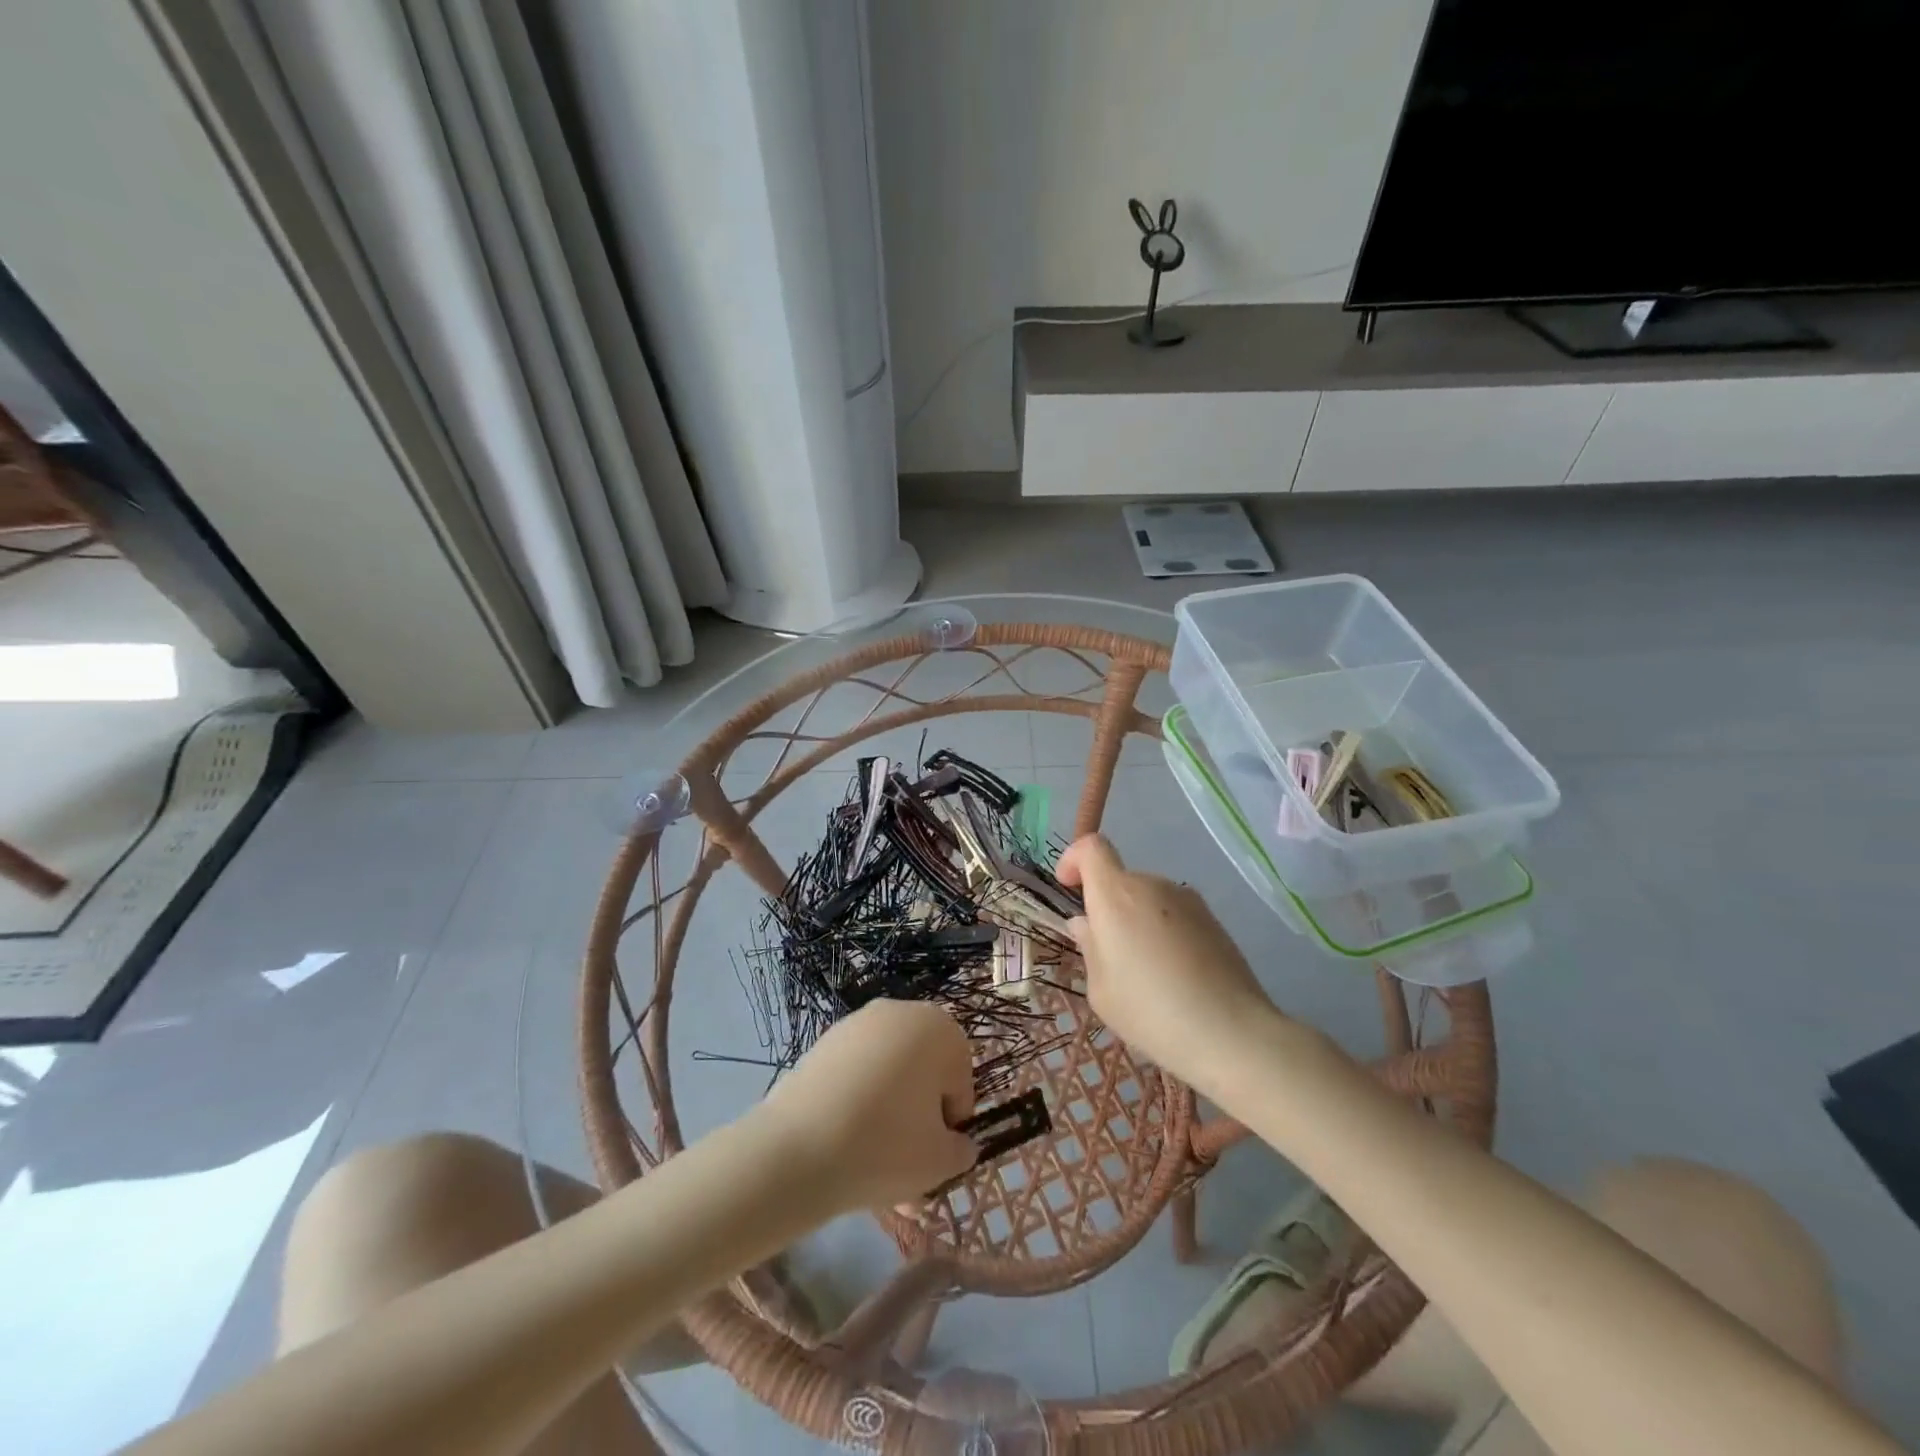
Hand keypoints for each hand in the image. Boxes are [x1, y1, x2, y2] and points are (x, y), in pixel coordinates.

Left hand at [758, 999, 976, 1211]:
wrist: (798, 1149)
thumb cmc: (886, 1146)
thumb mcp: (941, 1161)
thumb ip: (960, 1149)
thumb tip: (956, 1143)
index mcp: (939, 1028)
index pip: (959, 1078)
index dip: (951, 1121)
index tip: (934, 1152)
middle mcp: (900, 1013)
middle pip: (922, 1073)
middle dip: (919, 1119)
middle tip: (907, 1167)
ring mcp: (857, 1024)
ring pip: (888, 1077)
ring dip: (889, 1117)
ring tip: (874, 1169)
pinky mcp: (823, 1043)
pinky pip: (856, 1076)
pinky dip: (857, 1104)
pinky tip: (846, 1145)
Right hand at [1057, 834, 1279, 1084]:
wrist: (1231, 1033)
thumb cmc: (1151, 1012)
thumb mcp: (1101, 990)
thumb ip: (1090, 948)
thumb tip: (1087, 924)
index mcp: (1116, 895)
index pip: (1092, 847)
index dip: (1074, 859)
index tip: (1069, 888)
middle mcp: (1152, 885)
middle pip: (1120, 881)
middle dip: (1108, 908)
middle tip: (1110, 956)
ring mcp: (1187, 899)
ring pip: (1148, 900)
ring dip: (1138, 923)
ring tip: (1148, 973)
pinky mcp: (1214, 919)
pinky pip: (1174, 916)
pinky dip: (1166, 934)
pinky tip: (1176, 976)